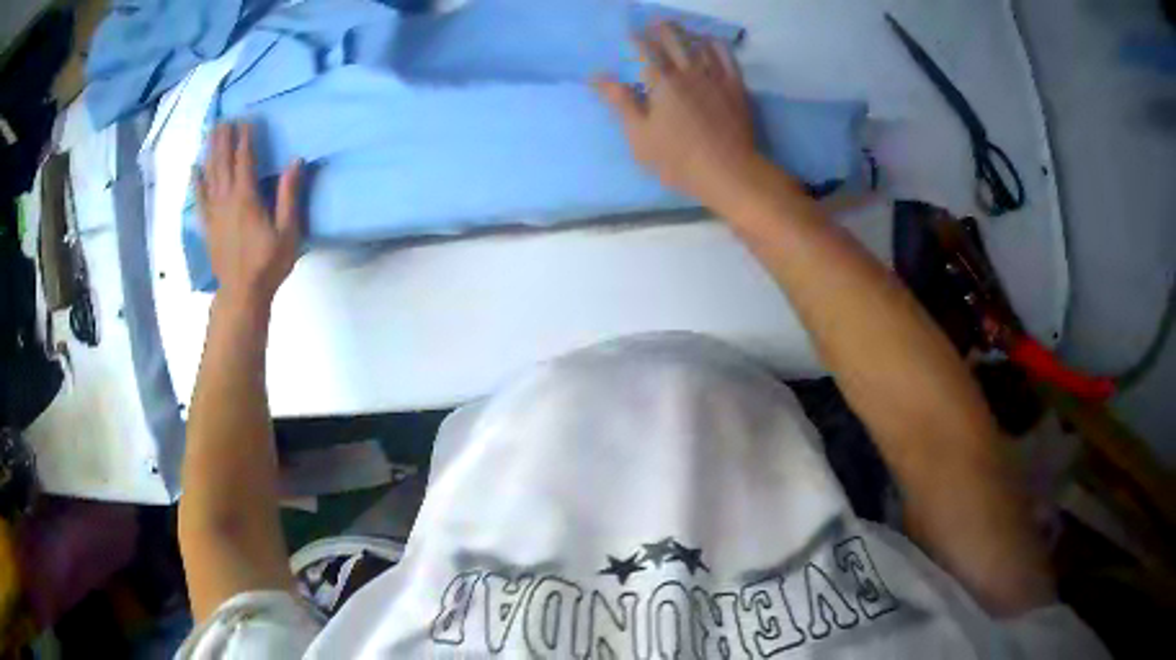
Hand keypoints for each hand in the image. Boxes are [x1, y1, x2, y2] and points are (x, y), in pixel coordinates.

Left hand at [196, 122, 302, 312]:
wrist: (242, 294)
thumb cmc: (268, 264)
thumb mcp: (288, 231)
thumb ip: (289, 195)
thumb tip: (295, 162)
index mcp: (246, 198)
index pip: (245, 161)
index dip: (245, 139)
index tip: (246, 120)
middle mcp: (226, 200)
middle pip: (223, 163)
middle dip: (223, 140)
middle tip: (223, 119)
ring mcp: (214, 213)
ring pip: (209, 176)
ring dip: (209, 153)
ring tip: (210, 133)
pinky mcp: (208, 226)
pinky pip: (199, 199)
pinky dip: (196, 183)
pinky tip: (194, 170)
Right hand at [595, 23, 760, 205]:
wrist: (728, 172)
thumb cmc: (678, 160)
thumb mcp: (639, 136)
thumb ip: (621, 102)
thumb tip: (597, 76)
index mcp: (662, 84)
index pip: (646, 52)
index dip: (637, 39)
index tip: (631, 33)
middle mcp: (688, 73)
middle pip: (674, 41)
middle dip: (662, 29)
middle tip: (656, 21)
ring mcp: (715, 78)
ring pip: (700, 45)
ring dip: (687, 33)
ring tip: (680, 28)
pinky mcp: (736, 87)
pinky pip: (727, 58)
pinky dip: (718, 46)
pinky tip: (712, 42)